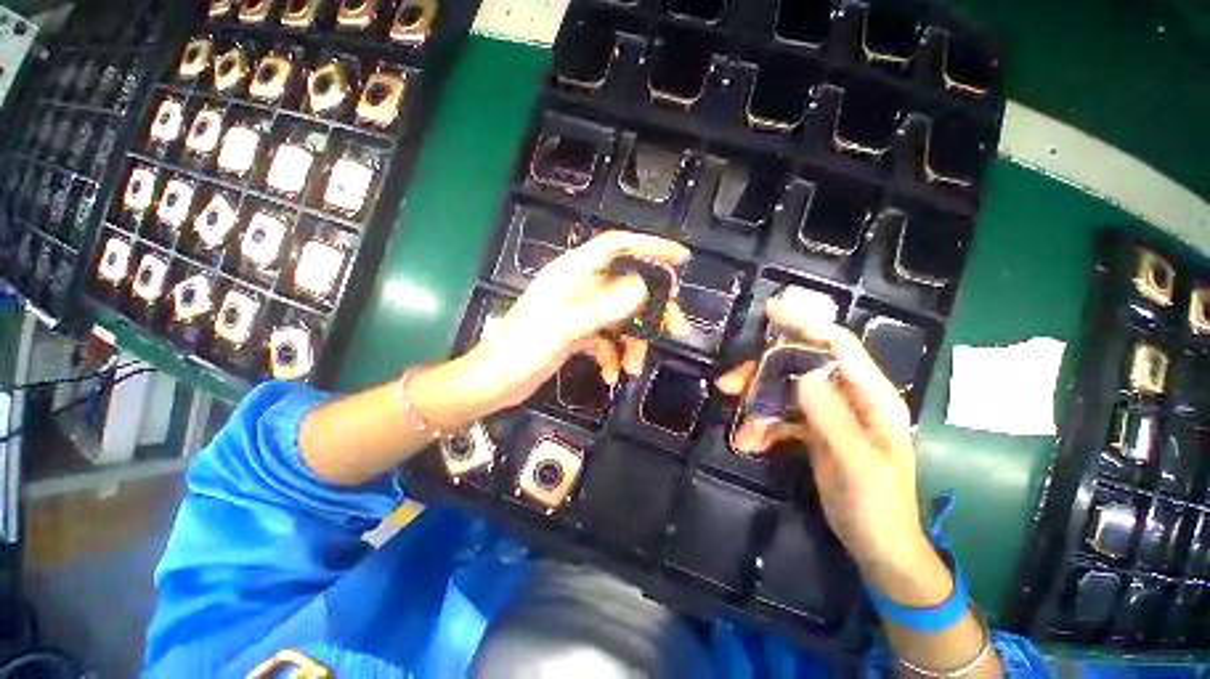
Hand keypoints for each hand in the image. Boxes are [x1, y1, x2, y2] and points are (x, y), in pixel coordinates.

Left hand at [468, 230, 690, 411]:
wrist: (493, 382)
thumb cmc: (521, 350)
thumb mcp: (564, 327)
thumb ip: (603, 307)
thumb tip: (643, 287)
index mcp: (572, 273)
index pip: (617, 246)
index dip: (650, 247)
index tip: (681, 259)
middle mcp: (580, 286)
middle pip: (628, 286)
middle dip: (653, 309)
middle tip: (677, 330)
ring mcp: (580, 310)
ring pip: (621, 316)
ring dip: (633, 341)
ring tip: (635, 368)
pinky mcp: (579, 332)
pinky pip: (608, 338)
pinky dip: (614, 355)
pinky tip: (612, 374)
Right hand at [716, 297, 940, 597]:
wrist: (879, 546)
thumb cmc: (878, 505)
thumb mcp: (856, 463)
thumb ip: (831, 417)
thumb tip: (803, 374)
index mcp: (872, 396)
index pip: (838, 345)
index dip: (806, 324)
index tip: (771, 311)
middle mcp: (850, 397)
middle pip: (800, 366)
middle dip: (762, 373)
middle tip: (729, 384)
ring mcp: (830, 413)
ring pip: (785, 390)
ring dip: (757, 403)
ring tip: (740, 428)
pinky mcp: (814, 430)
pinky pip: (782, 415)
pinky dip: (763, 425)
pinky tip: (751, 442)